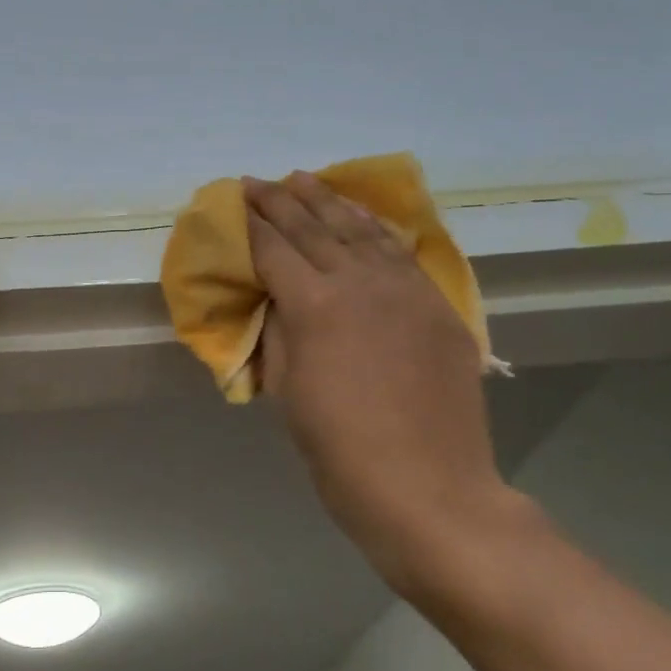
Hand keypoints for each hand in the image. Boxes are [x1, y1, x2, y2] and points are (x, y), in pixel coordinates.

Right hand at [244, 172, 509, 592]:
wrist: (429, 490)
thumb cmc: (339, 451)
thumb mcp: (288, 390)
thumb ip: (280, 333)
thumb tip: (277, 300)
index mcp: (315, 305)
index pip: (274, 249)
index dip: (250, 224)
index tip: (233, 201)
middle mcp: (360, 283)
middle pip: (314, 227)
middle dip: (280, 201)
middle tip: (256, 182)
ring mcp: (406, 290)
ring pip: (360, 230)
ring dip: (327, 201)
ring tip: (304, 180)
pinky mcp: (437, 306)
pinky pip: (399, 252)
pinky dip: (373, 227)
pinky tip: (359, 216)